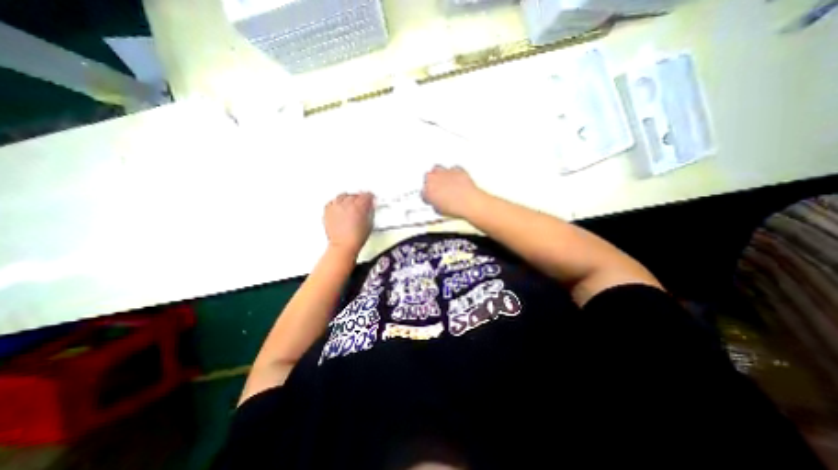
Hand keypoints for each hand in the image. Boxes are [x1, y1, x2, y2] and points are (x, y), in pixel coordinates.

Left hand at [321, 192, 370, 254]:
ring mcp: (336, 207)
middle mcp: (346, 204)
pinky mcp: (327, 211)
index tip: (370, 199)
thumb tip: (369, 207)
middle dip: (359, 198)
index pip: (366, 195)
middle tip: (361, 202)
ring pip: (342, 196)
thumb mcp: (369, 223)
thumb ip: (370, 212)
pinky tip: (339, 207)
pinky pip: (332, 202)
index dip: (370, 197)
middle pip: (354, 195)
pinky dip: (336, 203)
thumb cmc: (356, 238)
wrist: (343, 245)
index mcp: (359, 206)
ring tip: (350, 204)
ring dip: (347, 199)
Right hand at [423, 166, 487, 217]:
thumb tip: (437, 203)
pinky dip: (453, 173)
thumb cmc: (455, 207)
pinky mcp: (456, 169)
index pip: (423, 192)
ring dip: (440, 174)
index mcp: (427, 190)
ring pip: (438, 169)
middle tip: (437, 189)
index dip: (428, 195)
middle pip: (428, 176)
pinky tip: (455, 179)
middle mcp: (434, 178)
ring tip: (445, 181)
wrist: (469, 202)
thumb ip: (435, 203)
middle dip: (432, 182)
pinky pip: (452, 168)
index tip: (432, 198)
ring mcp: (445, 172)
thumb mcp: (440, 210)